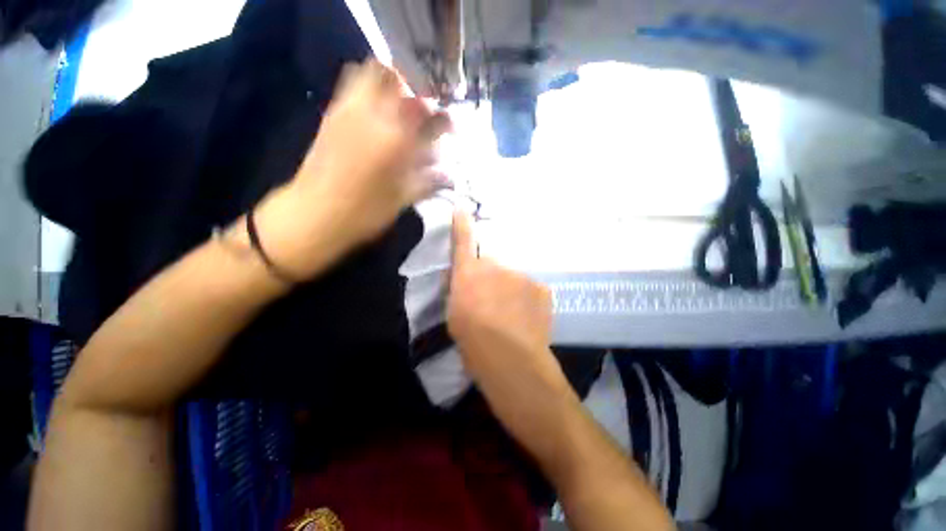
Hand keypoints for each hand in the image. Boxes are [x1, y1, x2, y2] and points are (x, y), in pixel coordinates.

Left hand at [253, 60, 450, 278]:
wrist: (314, 213)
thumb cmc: (365, 212)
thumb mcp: (403, 199)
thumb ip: (428, 181)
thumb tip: (449, 173)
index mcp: (397, 139)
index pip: (429, 113)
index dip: (443, 117)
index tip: (448, 127)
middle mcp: (374, 115)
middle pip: (396, 77)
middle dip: (413, 91)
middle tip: (420, 114)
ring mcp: (349, 110)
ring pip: (371, 73)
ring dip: (389, 86)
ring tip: (397, 111)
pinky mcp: (331, 115)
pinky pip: (352, 87)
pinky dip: (368, 92)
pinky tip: (375, 119)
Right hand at [447, 211, 564, 392]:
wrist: (509, 357)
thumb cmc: (472, 339)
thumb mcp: (453, 315)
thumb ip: (457, 290)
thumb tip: (461, 277)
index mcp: (469, 273)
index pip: (463, 241)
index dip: (462, 224)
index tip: (462, 208)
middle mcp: (495, 266)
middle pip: (492, 265)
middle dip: (491, 278)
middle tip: (492, 302)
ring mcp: (521, 275)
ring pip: (514, 278)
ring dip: (511, 291)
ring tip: (512, 316)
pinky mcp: (541, 288)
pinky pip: (531, 290)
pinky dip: (528, 300)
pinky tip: (527, 319)